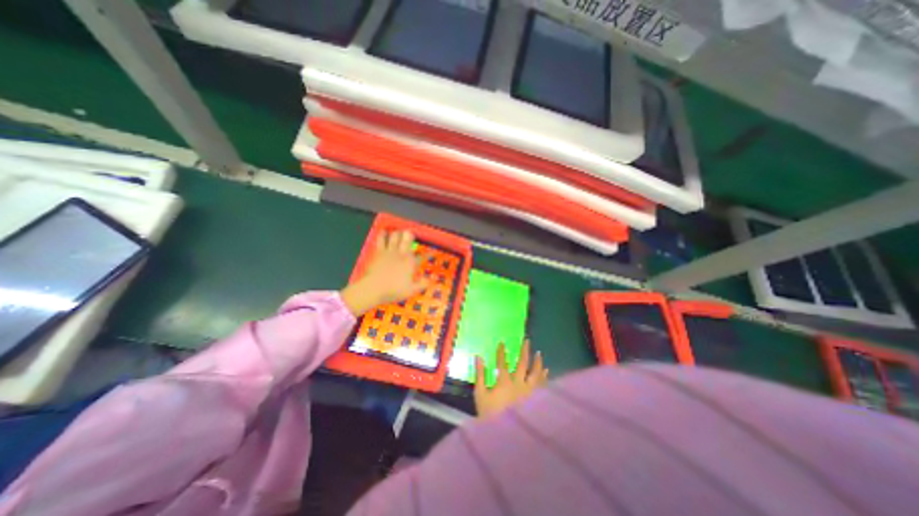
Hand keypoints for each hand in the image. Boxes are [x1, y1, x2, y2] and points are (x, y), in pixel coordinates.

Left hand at [339, 229, 428, 314]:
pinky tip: (384, 231)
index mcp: (411, 263)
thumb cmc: (394, 290)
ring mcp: (389, 251)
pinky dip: (383, 235)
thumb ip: (422, 284)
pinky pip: (381, 240)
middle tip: (411, 234)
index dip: (428, 254)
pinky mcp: (378, 252)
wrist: (373, 288)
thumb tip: (431, 279)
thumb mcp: (411, 290)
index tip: (432, 252)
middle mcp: (402, 254)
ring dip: (398, 233)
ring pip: (395, 236)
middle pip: (407, 240)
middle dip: (410, 236)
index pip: (422, 257)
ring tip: (399, 232)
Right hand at [473, 338, 544, 418]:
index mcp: (504, 382)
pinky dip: (544, 378)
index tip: (502, 342)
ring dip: (537, 362)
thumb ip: (480, 375)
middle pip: (523, 364)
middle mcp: (519, 384)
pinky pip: (542, 386)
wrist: (504, 437)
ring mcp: (529, 393)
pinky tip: (546, 372)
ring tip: (539, 353)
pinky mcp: (535, 401)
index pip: (503, 362)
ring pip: (535, 374)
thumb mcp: (480, 395)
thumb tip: (478, 357)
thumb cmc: (489, 415)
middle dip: (524, 351)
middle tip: (527, 341)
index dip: (502, 352)